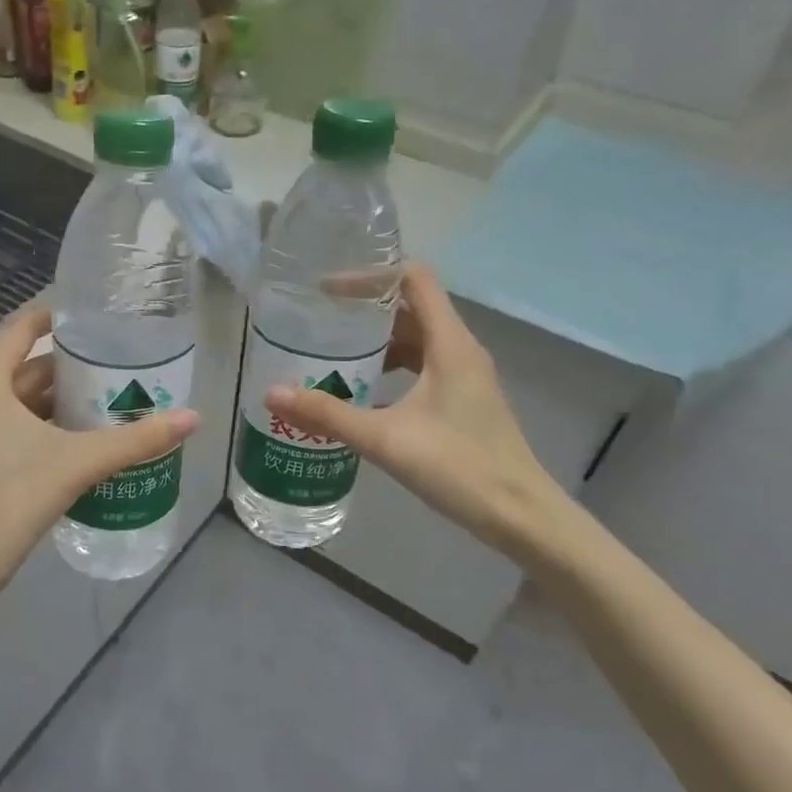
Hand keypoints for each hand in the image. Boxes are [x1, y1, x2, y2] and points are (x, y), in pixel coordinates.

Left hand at [0, 306, 197, 610]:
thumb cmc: (14, 495)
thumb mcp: (79, 461)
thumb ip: (135, 440)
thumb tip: (192, 417)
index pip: (20, 331)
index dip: (54, 318)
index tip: (92, 316)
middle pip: (27, 368)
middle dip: (70, 366)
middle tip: (117, 362)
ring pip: (23, 400)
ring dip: (61, 398)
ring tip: (109, 395)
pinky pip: (18, 425)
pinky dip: (48, 423)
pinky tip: (84, 435)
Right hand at [264, 265, 569, 558]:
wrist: (520, 516)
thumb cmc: (459, 467)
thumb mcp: (386, 439)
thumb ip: (328, 415)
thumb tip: (272, 393)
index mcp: (450, 343)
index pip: (414, 278)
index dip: (371, 274)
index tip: (328, 288)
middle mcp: (460, 349)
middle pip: (412, 306)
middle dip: (366, 307)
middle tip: (320, 316)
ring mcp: (465, 375)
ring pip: (417, 338)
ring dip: (378, 339)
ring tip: (333, 350)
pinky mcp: (463, 399)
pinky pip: (422, 365)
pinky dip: (392, 366)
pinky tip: (362, 390)